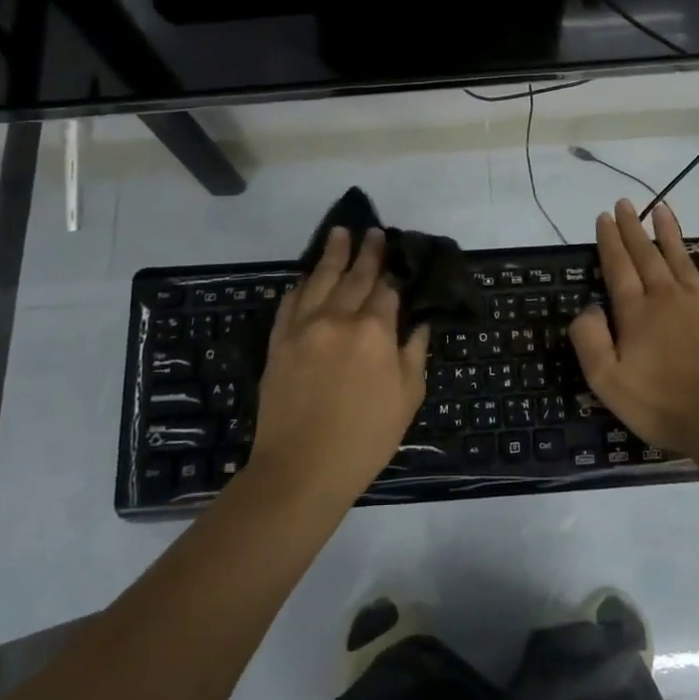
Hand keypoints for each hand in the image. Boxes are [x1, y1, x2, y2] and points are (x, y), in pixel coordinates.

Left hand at [252, 228, 431, 504]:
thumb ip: (414, 353)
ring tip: (340, 233)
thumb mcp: (407, 398)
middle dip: (367, 252)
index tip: (399, 257)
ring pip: (319, 279)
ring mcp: (304, 327)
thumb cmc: (366, 438)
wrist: (302, 469)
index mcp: (375, 332)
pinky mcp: (279, 341)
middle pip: (355, 276)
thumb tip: (419, 323)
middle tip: (373, 231)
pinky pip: (290, 302)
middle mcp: (338, 318)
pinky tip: (306, 276)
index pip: (387, 291)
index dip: (395, 273)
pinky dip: (301, 284)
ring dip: (332, 254)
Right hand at [569, 200, 698, 452]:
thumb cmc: (660, 404)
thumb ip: (590, 341)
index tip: (603, 217)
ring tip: (660, 207)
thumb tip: (588, 307)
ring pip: (681, 257)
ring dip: (669, 232)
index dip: (609, 241)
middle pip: (646, 255)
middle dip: (633, 228)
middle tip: (625, 204)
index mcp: (636, 313)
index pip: (618, 267)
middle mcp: (666, 297)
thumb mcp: (607, 381)